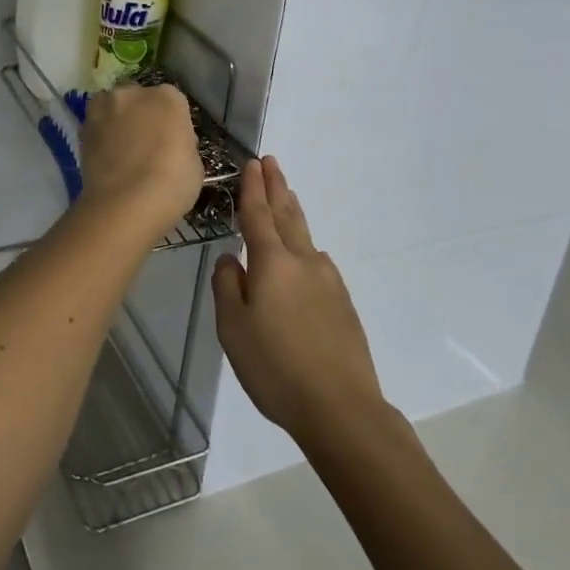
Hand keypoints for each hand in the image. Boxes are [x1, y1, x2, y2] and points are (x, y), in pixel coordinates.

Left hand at [78, 83, 202, 239]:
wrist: (125, 204)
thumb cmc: (171, 183)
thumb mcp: (194, 164)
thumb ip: (181, 144)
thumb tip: (170, 145)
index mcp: (168, 97)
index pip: (173, 102)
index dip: (172, 122)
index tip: (173, 142)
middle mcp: (133, 93)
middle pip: (140, 99)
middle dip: (142, 115)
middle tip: (147, 144)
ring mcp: (104, 108)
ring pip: (113, 107)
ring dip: (117, 121)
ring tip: (122, 150)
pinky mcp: (82, 128)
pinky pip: (96, 126)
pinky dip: (101, 137)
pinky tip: (107, 158)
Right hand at [212, 157, 385, 446]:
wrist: (341, 407)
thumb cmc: (276, 367)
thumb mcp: (233, 329)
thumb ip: (228, 287)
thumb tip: (231, 259)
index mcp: (272, 263)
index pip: (258, 215)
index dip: (253, 188)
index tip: (253, 163)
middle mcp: (303, 262)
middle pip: (287, 215)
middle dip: (277, 187)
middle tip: (271, 162)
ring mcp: (328, 281)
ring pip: (305, 235)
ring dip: (292, 211)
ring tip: (286, 195)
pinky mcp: (342, 303)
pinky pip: (317, 261)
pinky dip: (304, 244)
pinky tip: (304, 253)